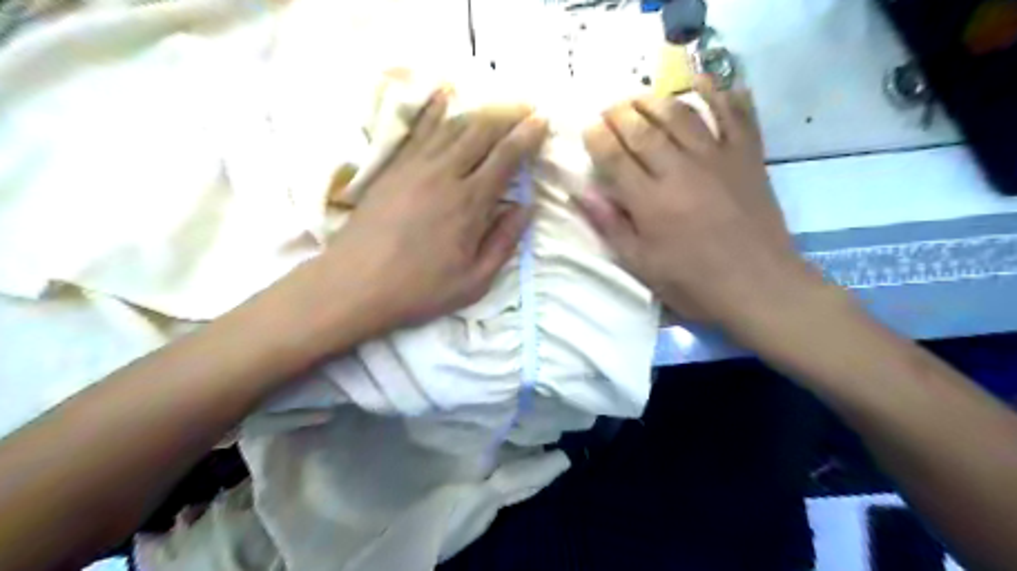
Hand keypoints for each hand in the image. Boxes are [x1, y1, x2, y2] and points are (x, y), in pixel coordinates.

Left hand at [299, 88, 549, 337]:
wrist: (355, 284)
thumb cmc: (420, 289)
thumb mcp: (475, 281)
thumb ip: (504, 243)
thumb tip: (526, 209)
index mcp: (470, 203)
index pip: (505, 157)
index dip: (526, 136)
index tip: (542, 121)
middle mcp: (445, 174)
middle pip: (481, 132)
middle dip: (508, 115)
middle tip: (526, 107)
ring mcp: (415, 167)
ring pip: (452, 126)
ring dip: (479, 112)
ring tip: (497, 105)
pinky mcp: (393, 167)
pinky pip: (418, 130)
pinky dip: (435, 110)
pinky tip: (445, 97)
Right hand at [580, 83, 816, 325]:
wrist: (758, 286)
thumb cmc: (693, 282)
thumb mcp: (641, 264)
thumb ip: (610, 225)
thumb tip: (580, 193)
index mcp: (650, 201)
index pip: (615, 156)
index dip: (597, 138)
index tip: (588, 128)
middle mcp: (680, 170)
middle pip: (643, 129)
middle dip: (620, 113)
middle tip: (608, 108)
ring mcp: (717, 158)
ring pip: (681, 115)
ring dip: (656, 100)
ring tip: (640, 96)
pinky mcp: (747, 157)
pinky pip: (735, 114)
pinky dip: (720, 93)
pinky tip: (703, 82)